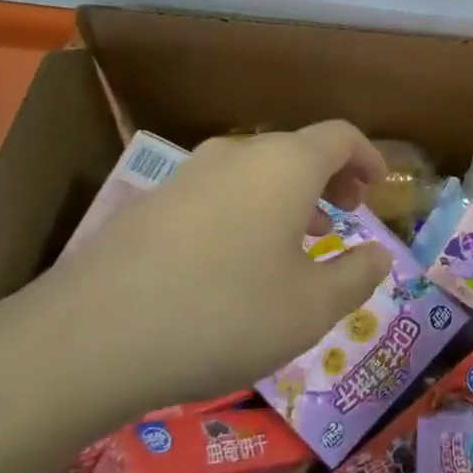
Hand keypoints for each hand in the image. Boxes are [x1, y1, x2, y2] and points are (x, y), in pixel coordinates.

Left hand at [14, 123, 392, 427]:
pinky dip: (245, 209)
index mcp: (286, 164)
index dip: (368, 157)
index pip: (341, 136)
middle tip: (343, 216)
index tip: (379, 187)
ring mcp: (189, 172)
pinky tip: (234, 260)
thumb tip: (381, 254)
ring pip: (255, 170)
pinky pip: (217, 191)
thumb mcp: (310, 310)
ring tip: (294, 241)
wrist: (91, 336)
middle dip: (329, 178)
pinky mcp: (152, 200)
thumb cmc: (224, 315)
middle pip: (297, 149)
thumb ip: (356, 276)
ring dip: (287, 195)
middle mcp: (239, 153)